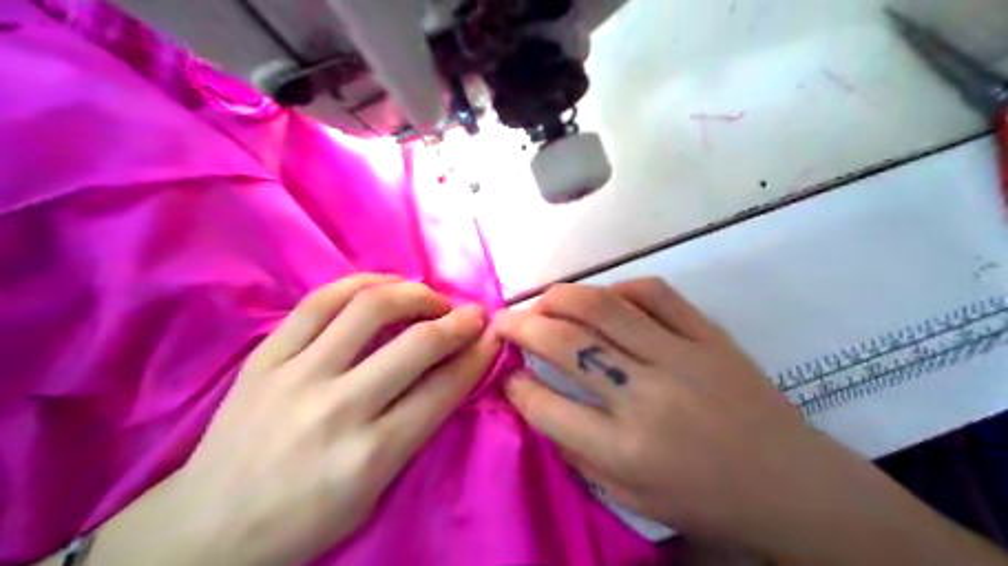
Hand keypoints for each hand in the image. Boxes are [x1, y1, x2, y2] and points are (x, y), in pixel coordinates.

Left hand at [82, 277, 499, 565]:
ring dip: (414, 293)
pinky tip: (382, 284)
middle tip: (473, 313)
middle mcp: (339, 408)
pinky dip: (361, 283)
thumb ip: (415, 431)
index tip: (494, 336)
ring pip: (370, 308)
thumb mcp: (375, 493)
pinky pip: (319, 301)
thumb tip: (451, 374)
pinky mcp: (266, 357)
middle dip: (459, 320)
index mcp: (371, 455)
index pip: (444, 389)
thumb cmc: (303, 522)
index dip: (479, 355)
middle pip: (417, 343)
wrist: (206, 528)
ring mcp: (297, 375)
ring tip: (430, 297)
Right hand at [496, 279, 1007, 565]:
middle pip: (567, 345)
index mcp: (625, 451)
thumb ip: (576, 448)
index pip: (546, 406)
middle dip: (522, 326)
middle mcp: (647, 398)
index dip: (515, 383)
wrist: (790, 485)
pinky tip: (605, 296)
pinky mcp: (709, 335)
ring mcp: (681, 358)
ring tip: (543, 300)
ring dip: (561, 297)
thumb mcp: (629, 496)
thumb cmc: (704, 500)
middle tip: (504, 320)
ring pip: (605, 308)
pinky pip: (656, 294)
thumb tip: (535, 397)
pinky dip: (620, 288)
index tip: (506, 370)